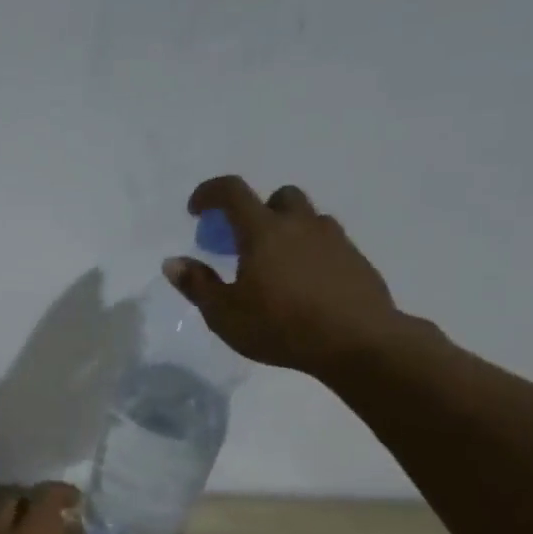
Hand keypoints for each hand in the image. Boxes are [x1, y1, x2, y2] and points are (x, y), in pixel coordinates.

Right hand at [165, 175, 408, 379]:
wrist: (358, 342)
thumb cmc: (280, 326)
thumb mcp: (224, 314)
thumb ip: (197, 285)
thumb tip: (174, 262)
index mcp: (263, 231)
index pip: (232, 191)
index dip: (209, 193)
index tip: (195, 211)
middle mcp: (300, 225)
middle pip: (278, 197)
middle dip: (256, 210)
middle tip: (243, 242)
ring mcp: (334, 240)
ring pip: (308, 218)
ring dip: (287, 230)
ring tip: (275, 266)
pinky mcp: (356, 260)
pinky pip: (328, 243)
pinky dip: (310, 252)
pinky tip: (304, 285)